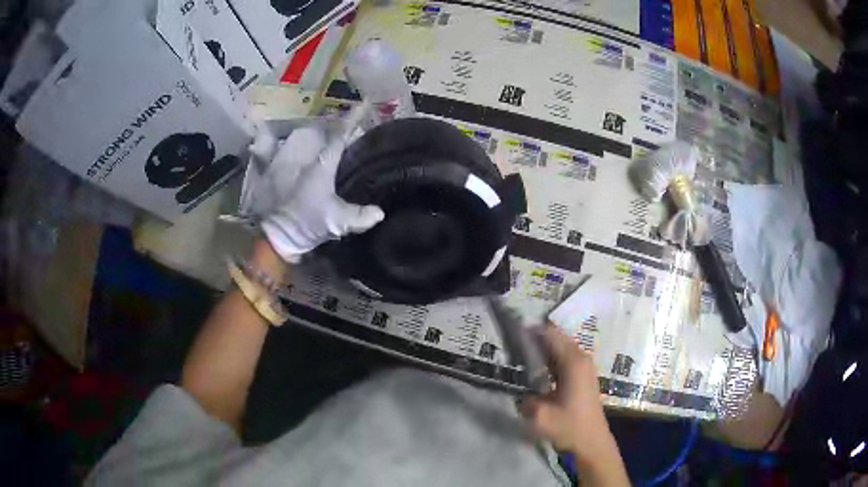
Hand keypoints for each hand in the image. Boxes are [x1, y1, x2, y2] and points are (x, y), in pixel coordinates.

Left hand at [242, 109, 383, 262]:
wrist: (275, 237)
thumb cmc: (307, 225)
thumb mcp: (337, 222)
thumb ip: (360, 216)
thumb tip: (380, 212)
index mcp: (322, 165)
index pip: (340, 136)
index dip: (353, 119)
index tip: (364, 103)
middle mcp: (302, 157)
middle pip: (319, 132)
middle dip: (332, 125)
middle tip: (342, 124)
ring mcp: (283, 162)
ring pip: (297, 137)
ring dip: (309, 133)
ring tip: (317, 133)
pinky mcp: (269, 172)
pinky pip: (266, 149)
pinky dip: (268, 142)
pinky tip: (271, 139)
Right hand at [522, 326, 628, 485]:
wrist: (592, 441)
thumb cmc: (569, 426)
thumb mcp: (539, 416)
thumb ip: (525, 397)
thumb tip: (520, 388)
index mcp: (572, 362)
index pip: (549, 333)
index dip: (529, 330)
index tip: (510, 333)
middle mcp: (581, 357)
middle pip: (556, 337)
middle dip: (535, 338)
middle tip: (513, 346)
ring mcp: (585, 365)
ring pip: (560, 346)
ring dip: (542, 348)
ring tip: (521, 356)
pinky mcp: (584, 374)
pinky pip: (565, 356)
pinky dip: (550, 358)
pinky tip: (537, 370)